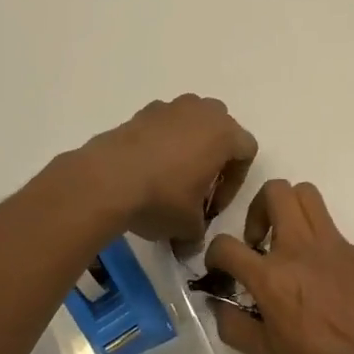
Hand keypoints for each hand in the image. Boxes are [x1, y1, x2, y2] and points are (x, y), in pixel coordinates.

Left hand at [80, 95, 258, 243]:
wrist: (108, 179)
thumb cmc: (162, 198)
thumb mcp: (187, 226)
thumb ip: (198, 234)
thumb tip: (190, 246)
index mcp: (224, 134)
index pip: (246, 152)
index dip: (234, 182)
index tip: (212, 205)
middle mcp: (202, 111)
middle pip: (221, 130)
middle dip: (214, 156)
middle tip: (197, 187)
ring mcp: (170, 107)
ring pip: (191, 122)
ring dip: (188, 145)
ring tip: (170, 176)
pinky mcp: (141, 112)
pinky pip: (163, 125)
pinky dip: (161, 142)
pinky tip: (146, 168)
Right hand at [205, 180, 353, 353]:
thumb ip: (233, 325)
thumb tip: (218, 303)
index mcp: (272, 277)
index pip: (226, 245)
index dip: (214, 254)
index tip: (221, 268)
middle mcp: (301, 249)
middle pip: (275, 191)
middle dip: (258, 208)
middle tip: (259, 241)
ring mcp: (336, 245)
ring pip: (308, 195)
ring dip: (290, 211)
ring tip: (288, 244)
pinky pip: (335, 233)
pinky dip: (322, 247)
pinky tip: (328, 281)